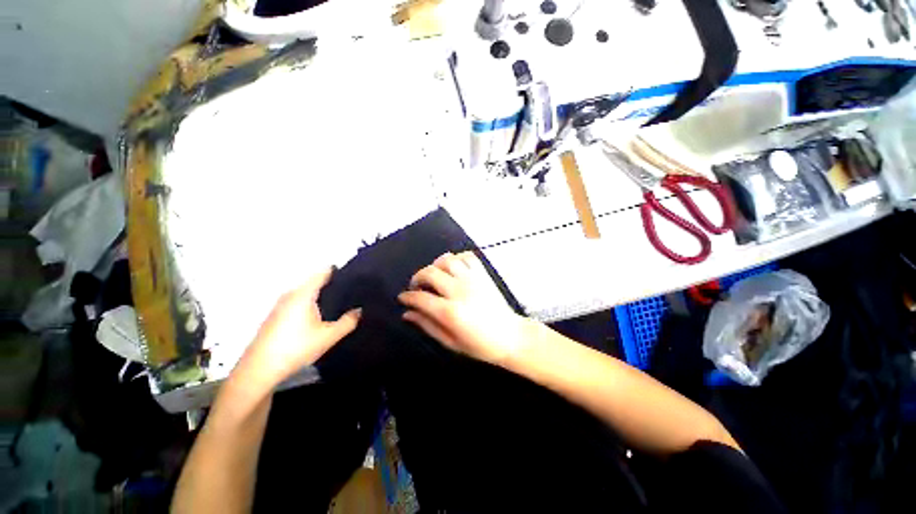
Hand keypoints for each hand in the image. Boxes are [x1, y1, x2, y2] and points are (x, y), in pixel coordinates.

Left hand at [234, 268, 360, 390]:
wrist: (258, 371)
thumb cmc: (296, 348)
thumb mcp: (329, 336)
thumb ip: (348, 322)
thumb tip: (359, 310)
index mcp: (303, 294)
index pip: (323, 272)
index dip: (339, 271)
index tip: (354, 277)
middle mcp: (290, 295)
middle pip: (314, 282)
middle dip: (332, 286)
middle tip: (351, 294)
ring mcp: (280, 305)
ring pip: (306, 294)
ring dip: (320, 297)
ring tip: (338, 305)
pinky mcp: (275, 316)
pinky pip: (297, 303)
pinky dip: (310, 305)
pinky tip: (318, 319)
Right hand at [398, 252, 531, 366]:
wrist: (511, 337)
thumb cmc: (480, 345)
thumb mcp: (450, 342)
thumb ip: (427, 325)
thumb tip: (407, 314)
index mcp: (450, 311)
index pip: (420, 297)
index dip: (407, 296)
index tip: (403, 298)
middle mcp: (459, 291)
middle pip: (430, 273)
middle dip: (417, 277)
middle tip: (416, 286)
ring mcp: (472, 279)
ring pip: (447, 260)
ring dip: (435, 265)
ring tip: (434, 275)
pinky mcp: (483, 274)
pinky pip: (467, 257)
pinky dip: (456, 258)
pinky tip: (453, 267)